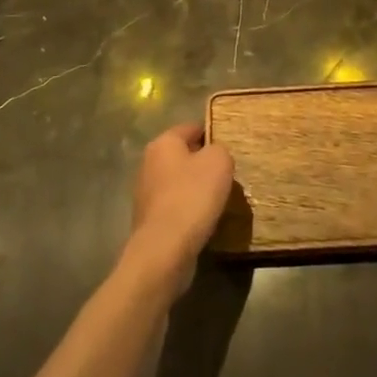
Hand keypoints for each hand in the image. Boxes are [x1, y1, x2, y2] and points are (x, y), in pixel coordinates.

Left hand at [126, 123, 235, 292]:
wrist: (165, 249)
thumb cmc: (192, 196)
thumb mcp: (219, 162)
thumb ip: (220, 150)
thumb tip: (214, 155)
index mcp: (163, 143)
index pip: (192, 128)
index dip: (213, 133)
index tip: (231, 146)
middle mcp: (149, 163)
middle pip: (184, 156)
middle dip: (205, 163)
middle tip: (229, 174)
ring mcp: (146, 192)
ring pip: (180, 182)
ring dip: (198, 188)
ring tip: (221, 199)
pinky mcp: (150, 219)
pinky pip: (176, 206)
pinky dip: (190, 210)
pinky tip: (205, 219)